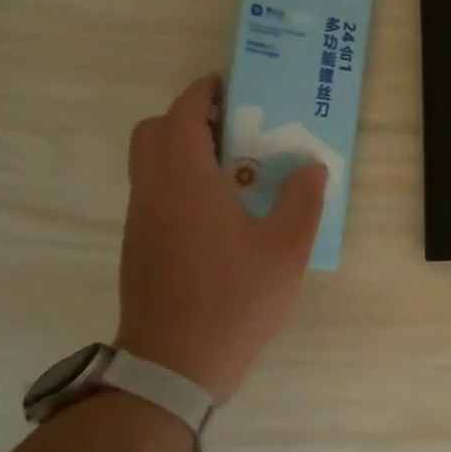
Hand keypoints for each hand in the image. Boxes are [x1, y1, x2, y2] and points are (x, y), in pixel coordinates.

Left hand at [114, 75, 327, 403]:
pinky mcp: (138, 247)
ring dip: (180, 150)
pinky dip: (176, 180)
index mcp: (185, 182)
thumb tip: (311, 168)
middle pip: (153, 133)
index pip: (183, 116)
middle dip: (186, 117)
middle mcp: (153, 192)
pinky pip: (152, 193)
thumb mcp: (285, 250)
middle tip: (230, 127)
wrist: (173, 366)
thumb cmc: (234, 300)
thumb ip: (302, 201)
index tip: (227, 85)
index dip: (202, 93)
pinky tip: (216, 211)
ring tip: (231, 168)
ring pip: (148, 164)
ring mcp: (141, 222)